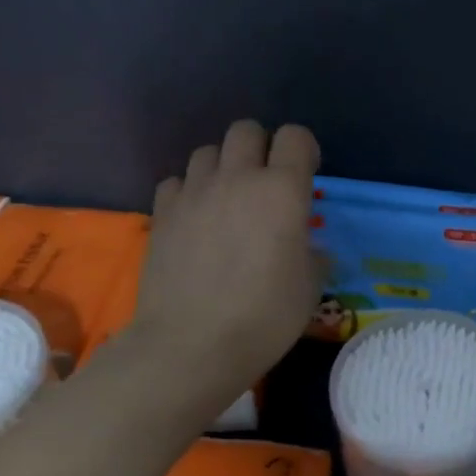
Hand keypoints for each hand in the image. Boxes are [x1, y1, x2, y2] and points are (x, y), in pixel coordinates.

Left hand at [128, 121, 321, 401]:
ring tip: (228, 199)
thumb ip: (313, 254)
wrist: (192, 345)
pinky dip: (189, 191)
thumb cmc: (265, 317)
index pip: (295, 137)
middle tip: (266, 183)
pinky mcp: (162, 213)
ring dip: (223, 166)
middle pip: (246, 130)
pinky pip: (177, 181)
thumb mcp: (310, 288)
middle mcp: (237, 179)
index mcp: (282, 190)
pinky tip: (196, 218)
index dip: (304, 149)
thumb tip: (307, 248)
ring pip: (207, 151)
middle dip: (261, 147)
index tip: (307, 173)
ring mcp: (194, 193)